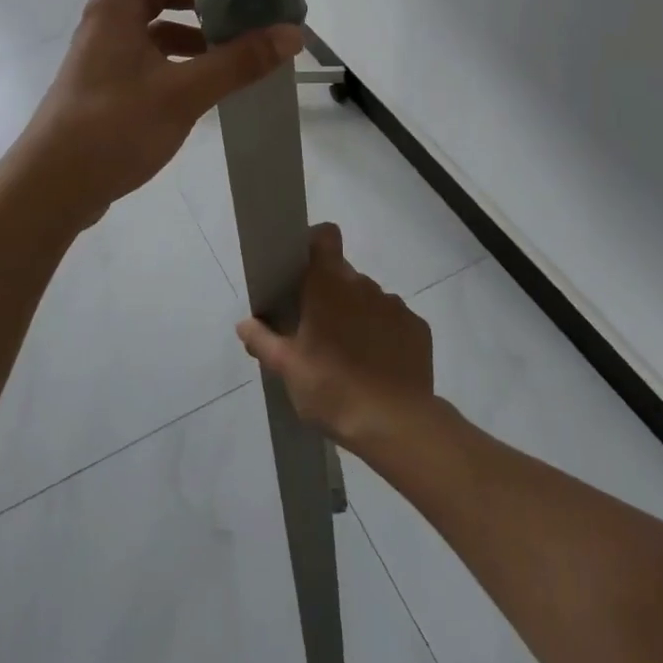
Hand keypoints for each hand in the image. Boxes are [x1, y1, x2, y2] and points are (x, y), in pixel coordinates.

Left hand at [15, 0, 301, 226]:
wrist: (52, 187)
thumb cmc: (113, 125)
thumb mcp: (183, 92)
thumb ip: (238, 62)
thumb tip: (292, 33)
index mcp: (117, 7)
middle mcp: (107, 23)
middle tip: (241, 8)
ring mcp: (104, 57)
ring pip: (153, 28)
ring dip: (191, 32)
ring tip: (234, 50)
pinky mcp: (107, 87)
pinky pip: (148, 58)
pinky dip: (177, 61)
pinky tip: (207, 85)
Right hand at [236, 224, 437, 452]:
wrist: (397, 426)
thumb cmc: (332, 389)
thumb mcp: (287, 369)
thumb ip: (263, 340)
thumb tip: (245, 323)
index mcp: (329, 284)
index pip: (325, 236)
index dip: (315, 244)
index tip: (304, 270)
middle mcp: (364, 284)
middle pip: (343, 274)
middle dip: (331, 294)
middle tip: (319, 330)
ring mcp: (395, 305)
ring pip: (369, 299)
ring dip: (358, 315)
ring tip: (351, 355)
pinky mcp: (418, 328)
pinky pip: (394, 321)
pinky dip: (385, 335)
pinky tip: (379, 367)